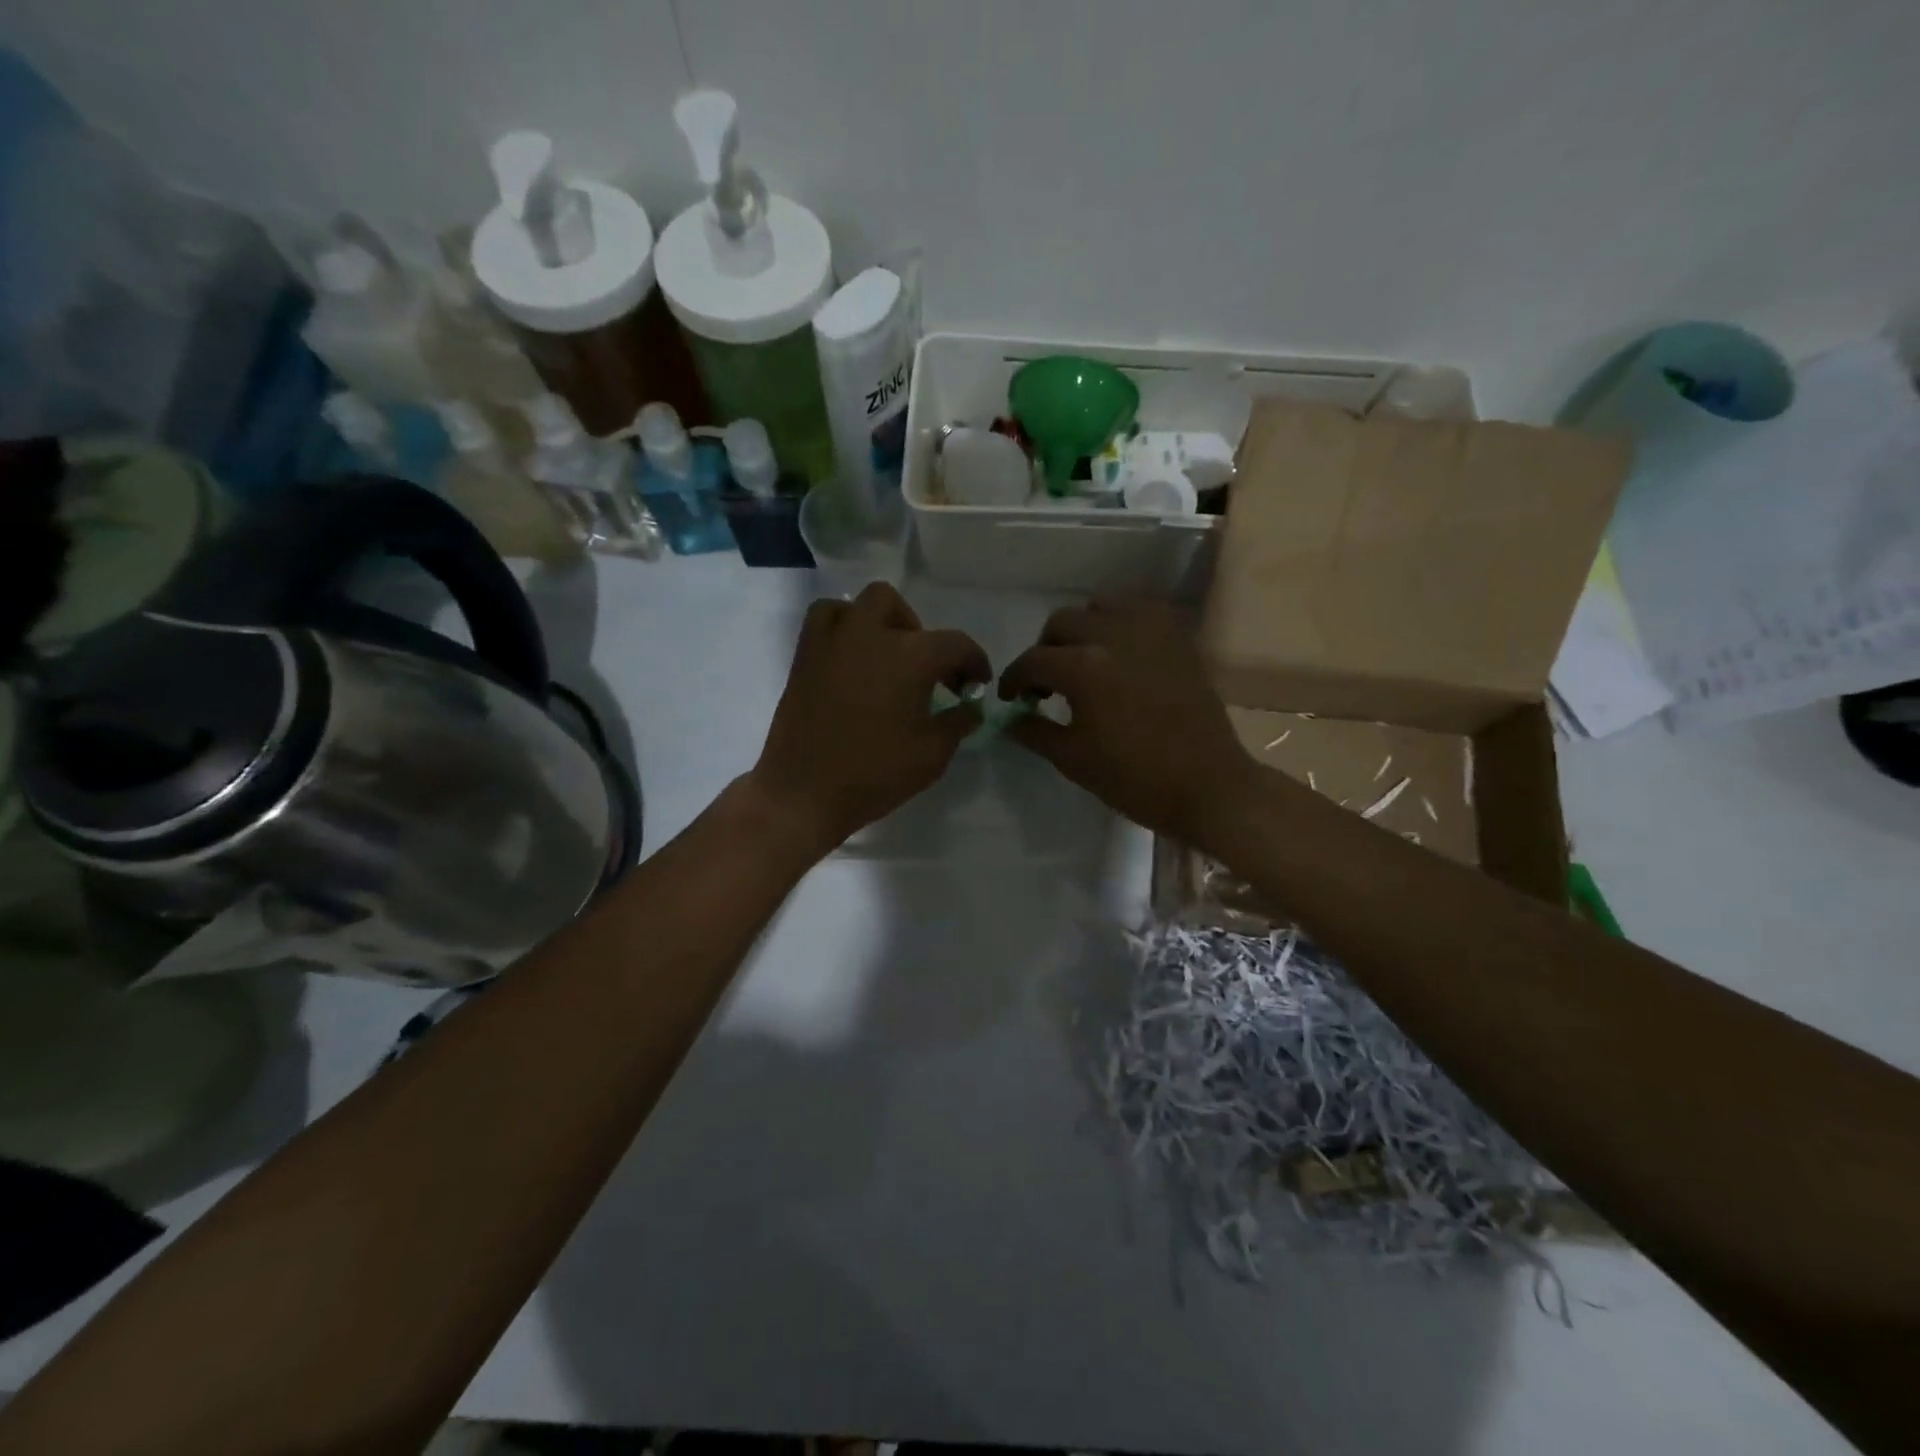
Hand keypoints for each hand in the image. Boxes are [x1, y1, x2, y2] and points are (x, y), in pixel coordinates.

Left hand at [751, 583, 990, 853]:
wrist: (804, 793)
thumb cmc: (875, 774)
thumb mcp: (932, 754)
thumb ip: (958, 722)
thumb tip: (971, 707)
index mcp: (909, 656)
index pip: (955, 644)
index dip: (974, 662)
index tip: (977, 683)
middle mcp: (870, 634)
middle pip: (901, 608)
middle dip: (922, 634)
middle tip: (928, 672)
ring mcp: (832, 641)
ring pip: (859, 605)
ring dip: (880, 622)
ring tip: (888, 657)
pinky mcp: (805, 657)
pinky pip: (825, 620)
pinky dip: (844, 628)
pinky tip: (852, 659)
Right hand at [998, 598, 1255, 844]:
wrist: (1207, 786)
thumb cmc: (1135, 779)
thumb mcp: (1073, 760)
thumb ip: (1034, 731)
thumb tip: (1010, 718)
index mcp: (1084, 668)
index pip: (1032, 661)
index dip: (1013, 680)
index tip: (1012, 699)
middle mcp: (1114, 636)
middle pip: (1061, 623)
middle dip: (1045, 651)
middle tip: (1048, 684)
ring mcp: (1150, 631)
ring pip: (1100, 607)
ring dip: (1083, 630)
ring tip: (1086, 661)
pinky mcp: (1177, 637)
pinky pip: (1139, 610)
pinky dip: (1120, 623)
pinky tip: (1121, 652)